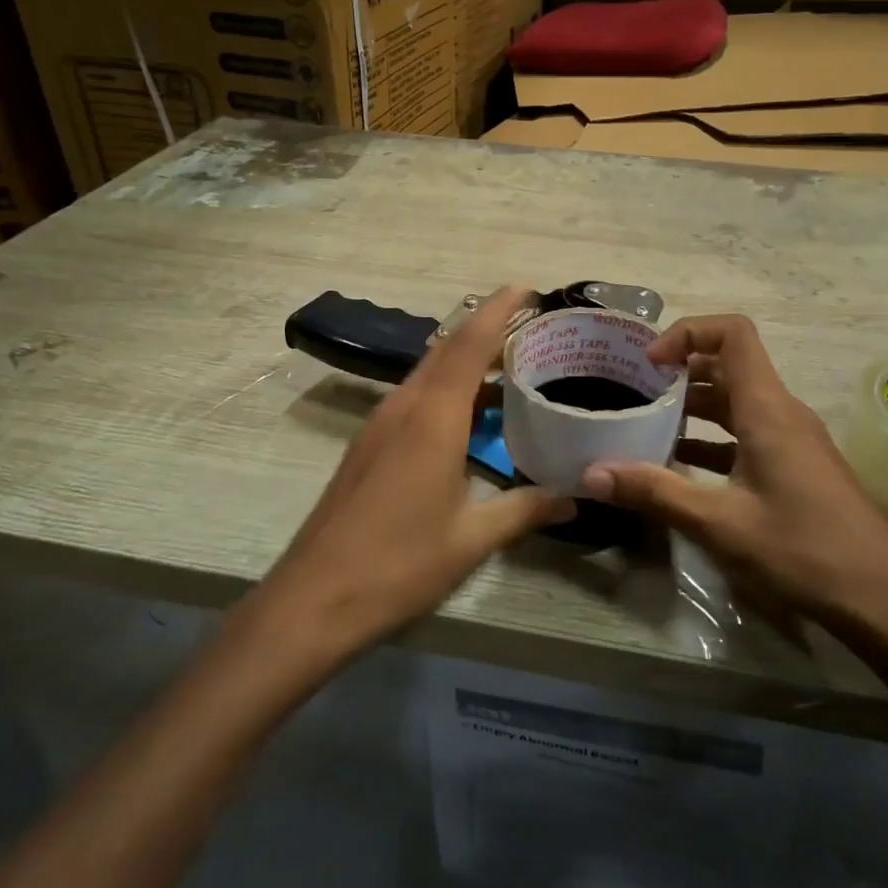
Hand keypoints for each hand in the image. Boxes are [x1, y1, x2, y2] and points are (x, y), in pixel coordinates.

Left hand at [259, 287, 571, 661]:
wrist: (312, 599)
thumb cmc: (398, 565)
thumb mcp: (471, 540)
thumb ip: (525, 510)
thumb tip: (574, 497)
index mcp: (433, 419)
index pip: (469, 345)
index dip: (498, 310)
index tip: (525, 288)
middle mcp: (404, 408)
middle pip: (446, 349)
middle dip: (485, 327)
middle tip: (529, 324)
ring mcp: (380, 424)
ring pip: (428, 372)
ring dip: (464, 358)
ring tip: (508, 364)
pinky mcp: (368, 444)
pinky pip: (415, 396)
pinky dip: (446, 387)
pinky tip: (468, 413)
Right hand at [582, 314, 887, 632]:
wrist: (885, 601)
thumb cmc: (804, 551)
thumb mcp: (720, 523)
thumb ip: (655, 492)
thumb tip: (592, 474)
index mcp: (767, 409)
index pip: (732, 333)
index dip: (688, 333)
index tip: (650, 364)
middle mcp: (781, 412)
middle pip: (729, 365)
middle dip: (680, 371)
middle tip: (635, 392)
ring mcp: (792, 440)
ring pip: (736, 401)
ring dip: (694, 406)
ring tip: (647, 425)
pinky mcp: (795, 466)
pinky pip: (747, 433)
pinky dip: (712, 438)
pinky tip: (681, 466)